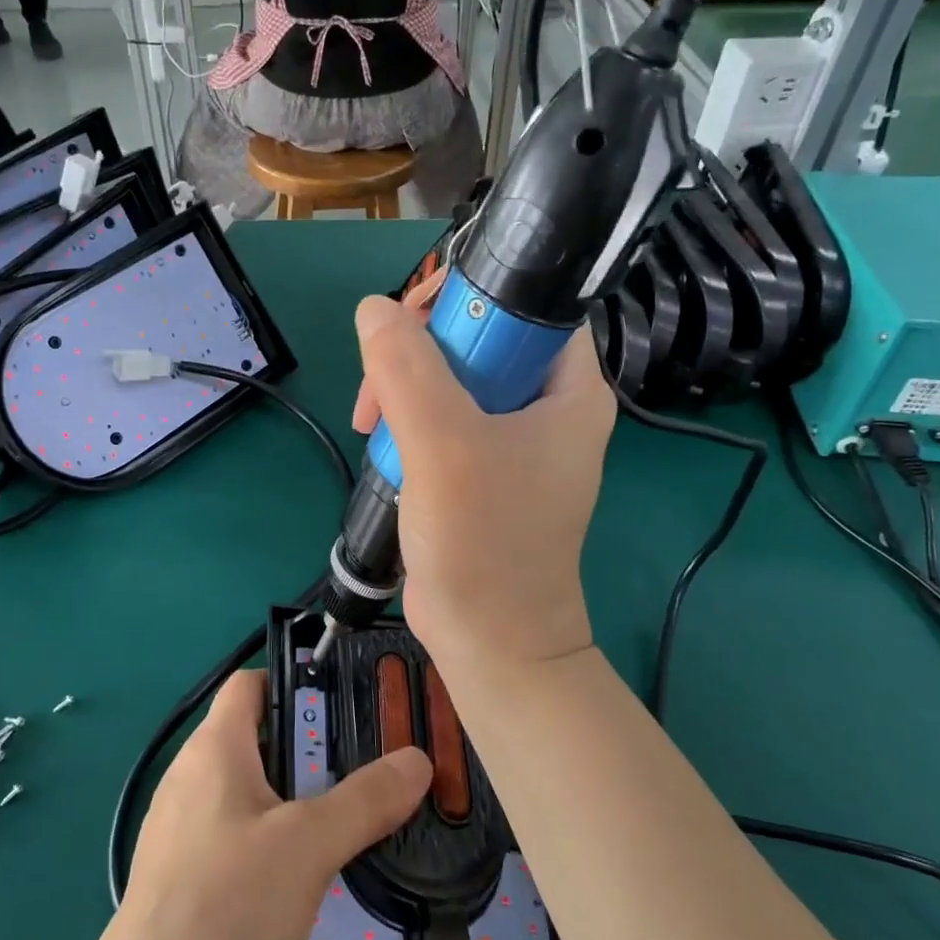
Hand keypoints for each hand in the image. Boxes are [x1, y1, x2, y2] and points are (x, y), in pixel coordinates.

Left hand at [111, 670, 430, 939]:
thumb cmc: (226, 902)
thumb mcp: (309, 844)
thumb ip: (366, 799)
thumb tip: (418, 758)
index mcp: (213, 747)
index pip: (249, 683)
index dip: (294, 681)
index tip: (346, 701)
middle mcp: (194, 778)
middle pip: (259, 739)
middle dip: (313, 750)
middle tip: (368, 765)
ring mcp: (188, 832)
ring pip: (254, 795)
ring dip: (300, 803)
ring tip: (353, 820)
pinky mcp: (191, 880)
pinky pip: (242, 840)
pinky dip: (278, 845)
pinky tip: (313, 877)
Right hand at [350, 294, 613, 670]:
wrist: (489, 642)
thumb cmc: (485, 543)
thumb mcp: (445, 446)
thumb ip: (409, 370)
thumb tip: (373, 309)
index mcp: (569, 389)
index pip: (527, 305)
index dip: (470, 298)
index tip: (411, 321)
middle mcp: (546, 406)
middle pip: (477, 339)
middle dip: (418, 353)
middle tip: (378, 387)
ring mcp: (512, 438)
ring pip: (449, 376)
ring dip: (402, 390)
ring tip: (369, 424)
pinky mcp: (480, 465)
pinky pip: (438, 416)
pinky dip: (405, 423)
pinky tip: (383, 447)